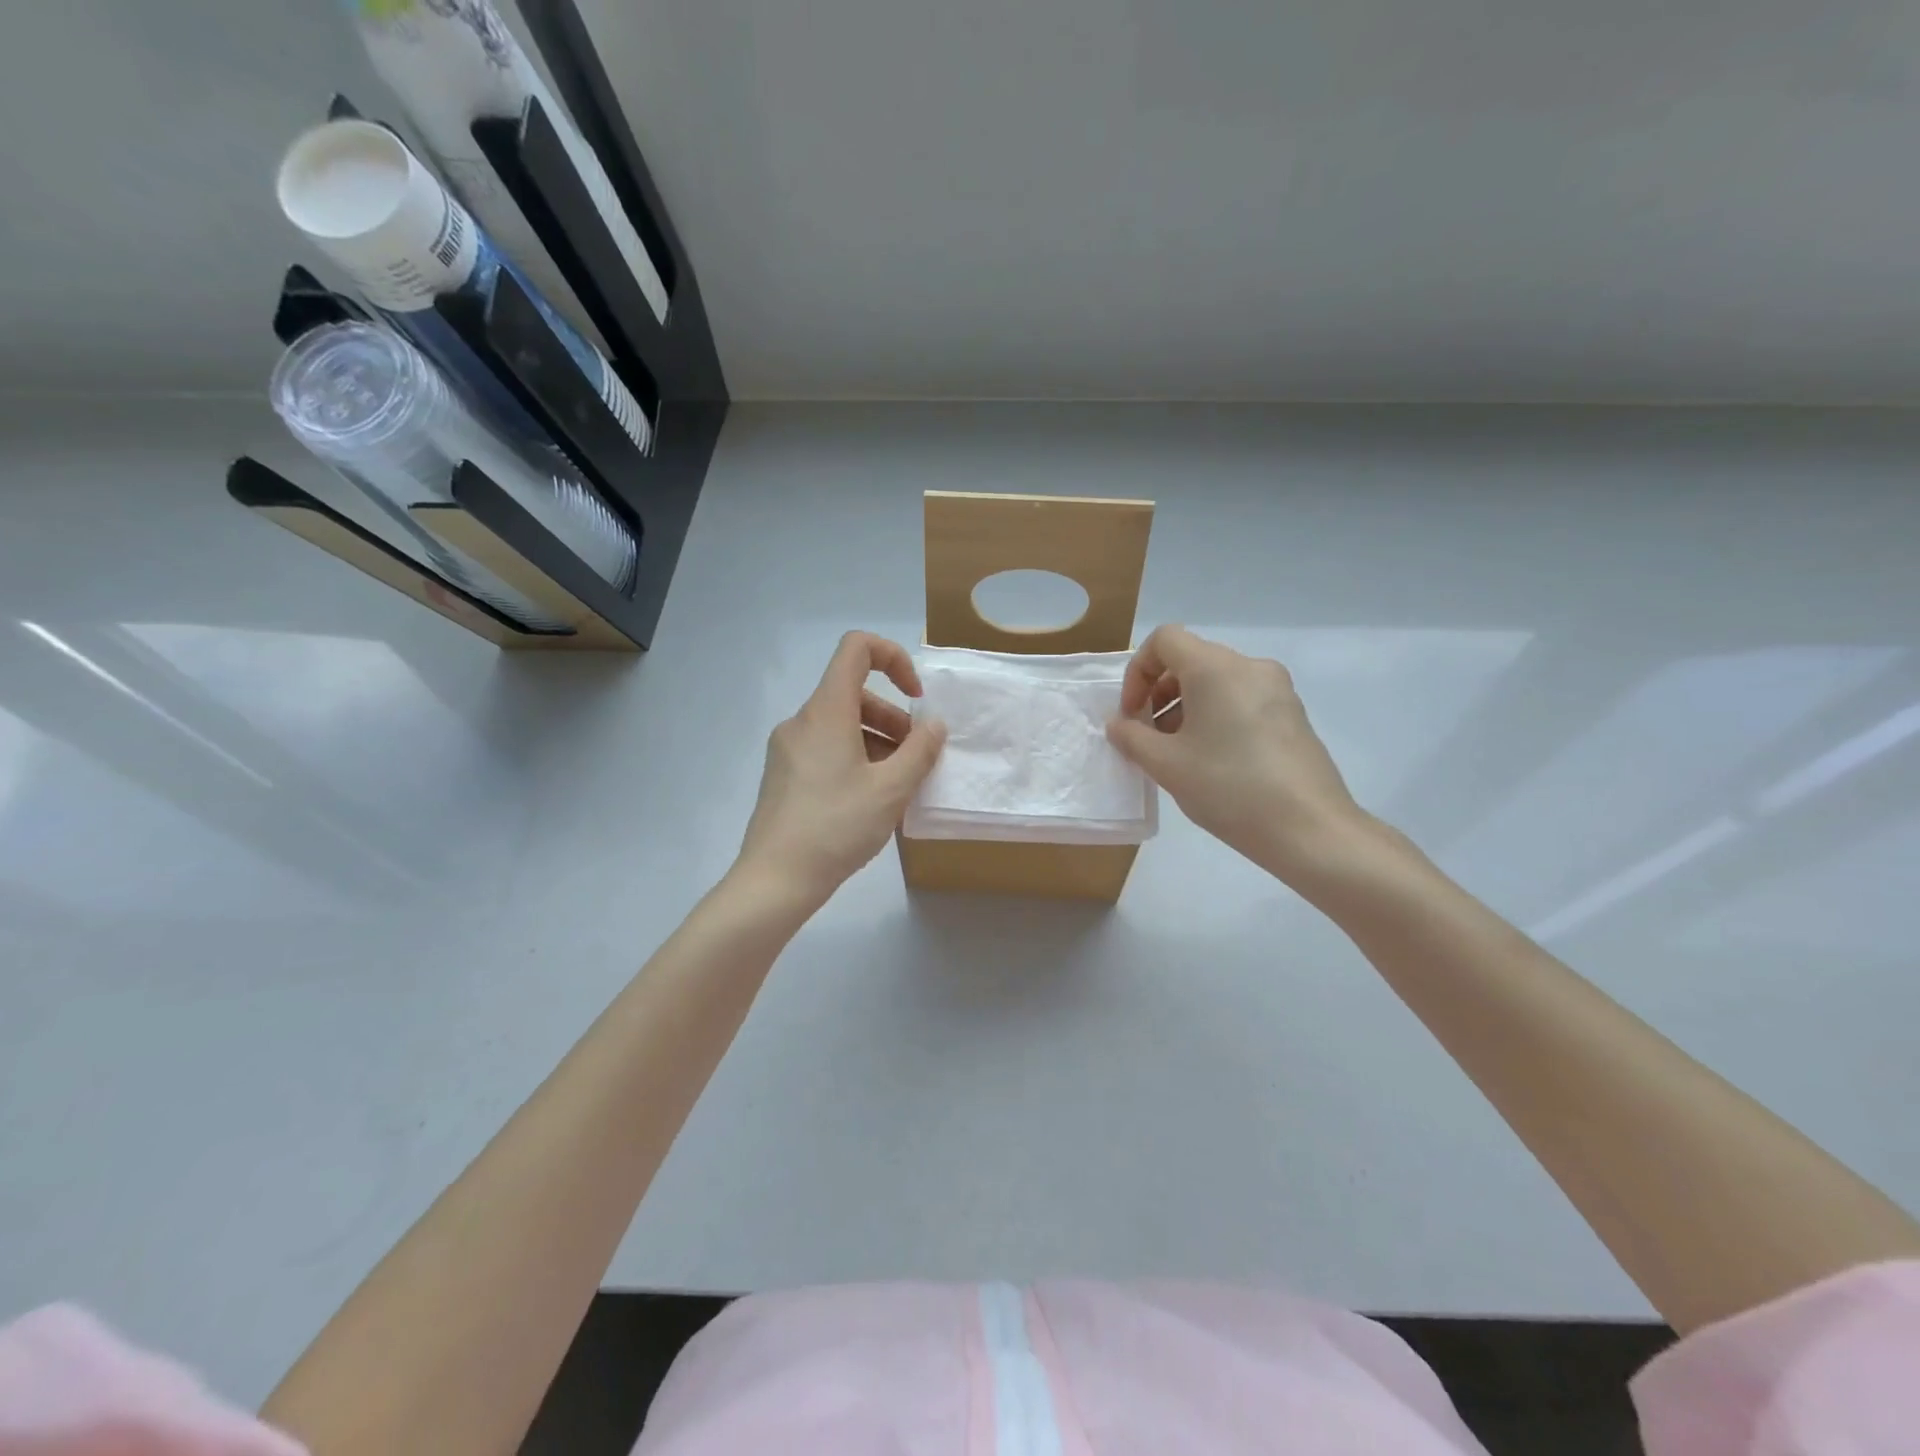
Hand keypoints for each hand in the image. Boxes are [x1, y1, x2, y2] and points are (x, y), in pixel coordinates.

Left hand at [736, 631, 946, 907]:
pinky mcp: (782, 775)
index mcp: (826, 711)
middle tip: (916, 759)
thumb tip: (934, 725)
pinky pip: (825, 750)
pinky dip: (855, 759)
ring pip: (841, 725)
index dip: (894, 658)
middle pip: (854, 694)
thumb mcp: (891, 789)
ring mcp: (787, 749)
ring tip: (898, 785)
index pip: (857, 649)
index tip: (915, 699)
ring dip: (877, 742)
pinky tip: (870, 801)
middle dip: (893, 718)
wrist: (775, 879)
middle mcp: (802, 721)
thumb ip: (920, 751)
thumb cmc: (837, 827)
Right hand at [1107, 625, 1376, 884]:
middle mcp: (1249, 667)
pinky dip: (1215, 717)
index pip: (1164, 640)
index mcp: (1216, 668)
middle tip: (1148, 737)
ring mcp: (1277, 690)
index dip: (1137, 672)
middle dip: (1159, 693)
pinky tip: (1213, 761)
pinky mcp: (1292, 715)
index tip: (1132, 714)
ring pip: (1216, 682)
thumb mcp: (1166, 765)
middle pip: (1191, 660)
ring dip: (1185, 707)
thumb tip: (1120, 725)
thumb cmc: (1228, 787)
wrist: (1309, 829)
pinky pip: (1241, 699)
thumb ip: (1132, 737)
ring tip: (1178, 754)